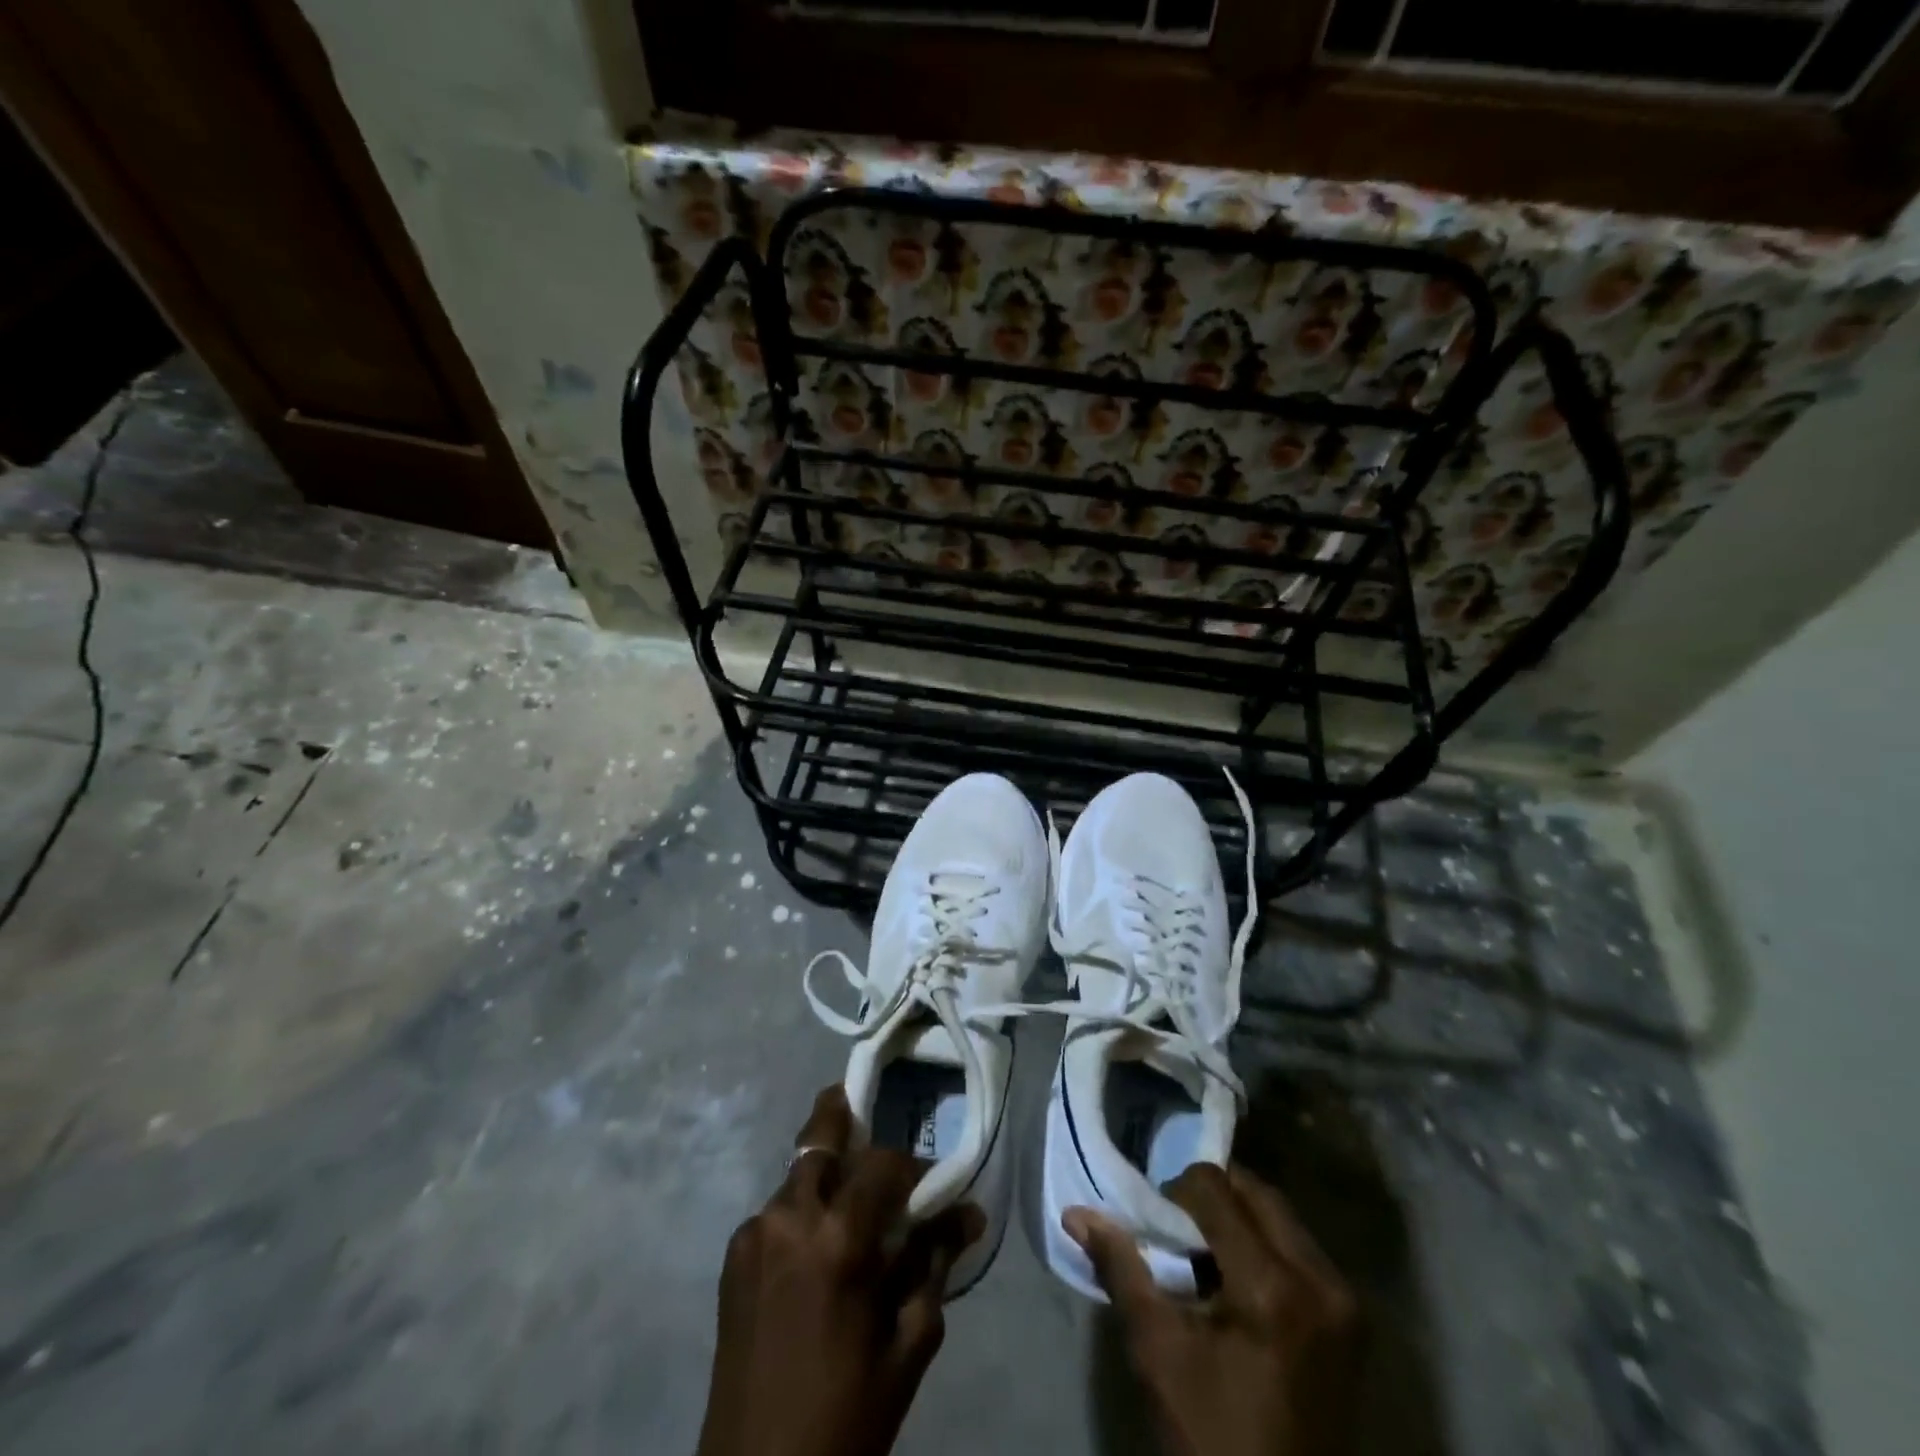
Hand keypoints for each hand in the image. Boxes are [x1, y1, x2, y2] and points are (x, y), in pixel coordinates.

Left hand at [697, 1085, 983, 1455]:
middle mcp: (788, 1218)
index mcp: (836, 1240)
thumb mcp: (907, 1344)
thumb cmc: (846, 1414)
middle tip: (870, 1116)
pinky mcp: (732, 1256)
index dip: (913, 1166)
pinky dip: (803, 1210)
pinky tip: (818, 1244)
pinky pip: (777, 1210)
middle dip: (847, 1116)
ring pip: (798, 1173)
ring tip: (851, 1200)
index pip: (883, 1162)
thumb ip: (936, 1264)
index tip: (933, 1186)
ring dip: (827, 1173)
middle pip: (820, 1136)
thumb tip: (970, 1211)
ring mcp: (752, 1233)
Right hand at [1065, 1164, 1360, 1455]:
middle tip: (1177, 1230)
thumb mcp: (1156, 1350)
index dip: (1176, 1192)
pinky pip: (1299, 1249)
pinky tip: (1237, 1281)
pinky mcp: (1352, 1320)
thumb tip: (1076, 1214)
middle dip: (1211, 1197)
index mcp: (1271, 1285)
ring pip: (1279, 1216)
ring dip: (1238, 1217)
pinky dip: (1264, 1244)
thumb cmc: (1210, 1436)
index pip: (1215, 1189)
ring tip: (1204, 1256)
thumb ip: (1120, 1269)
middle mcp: (1319, 1279)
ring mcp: (1344, 1300)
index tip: (1155, 1226)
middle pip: (1255, 1191)